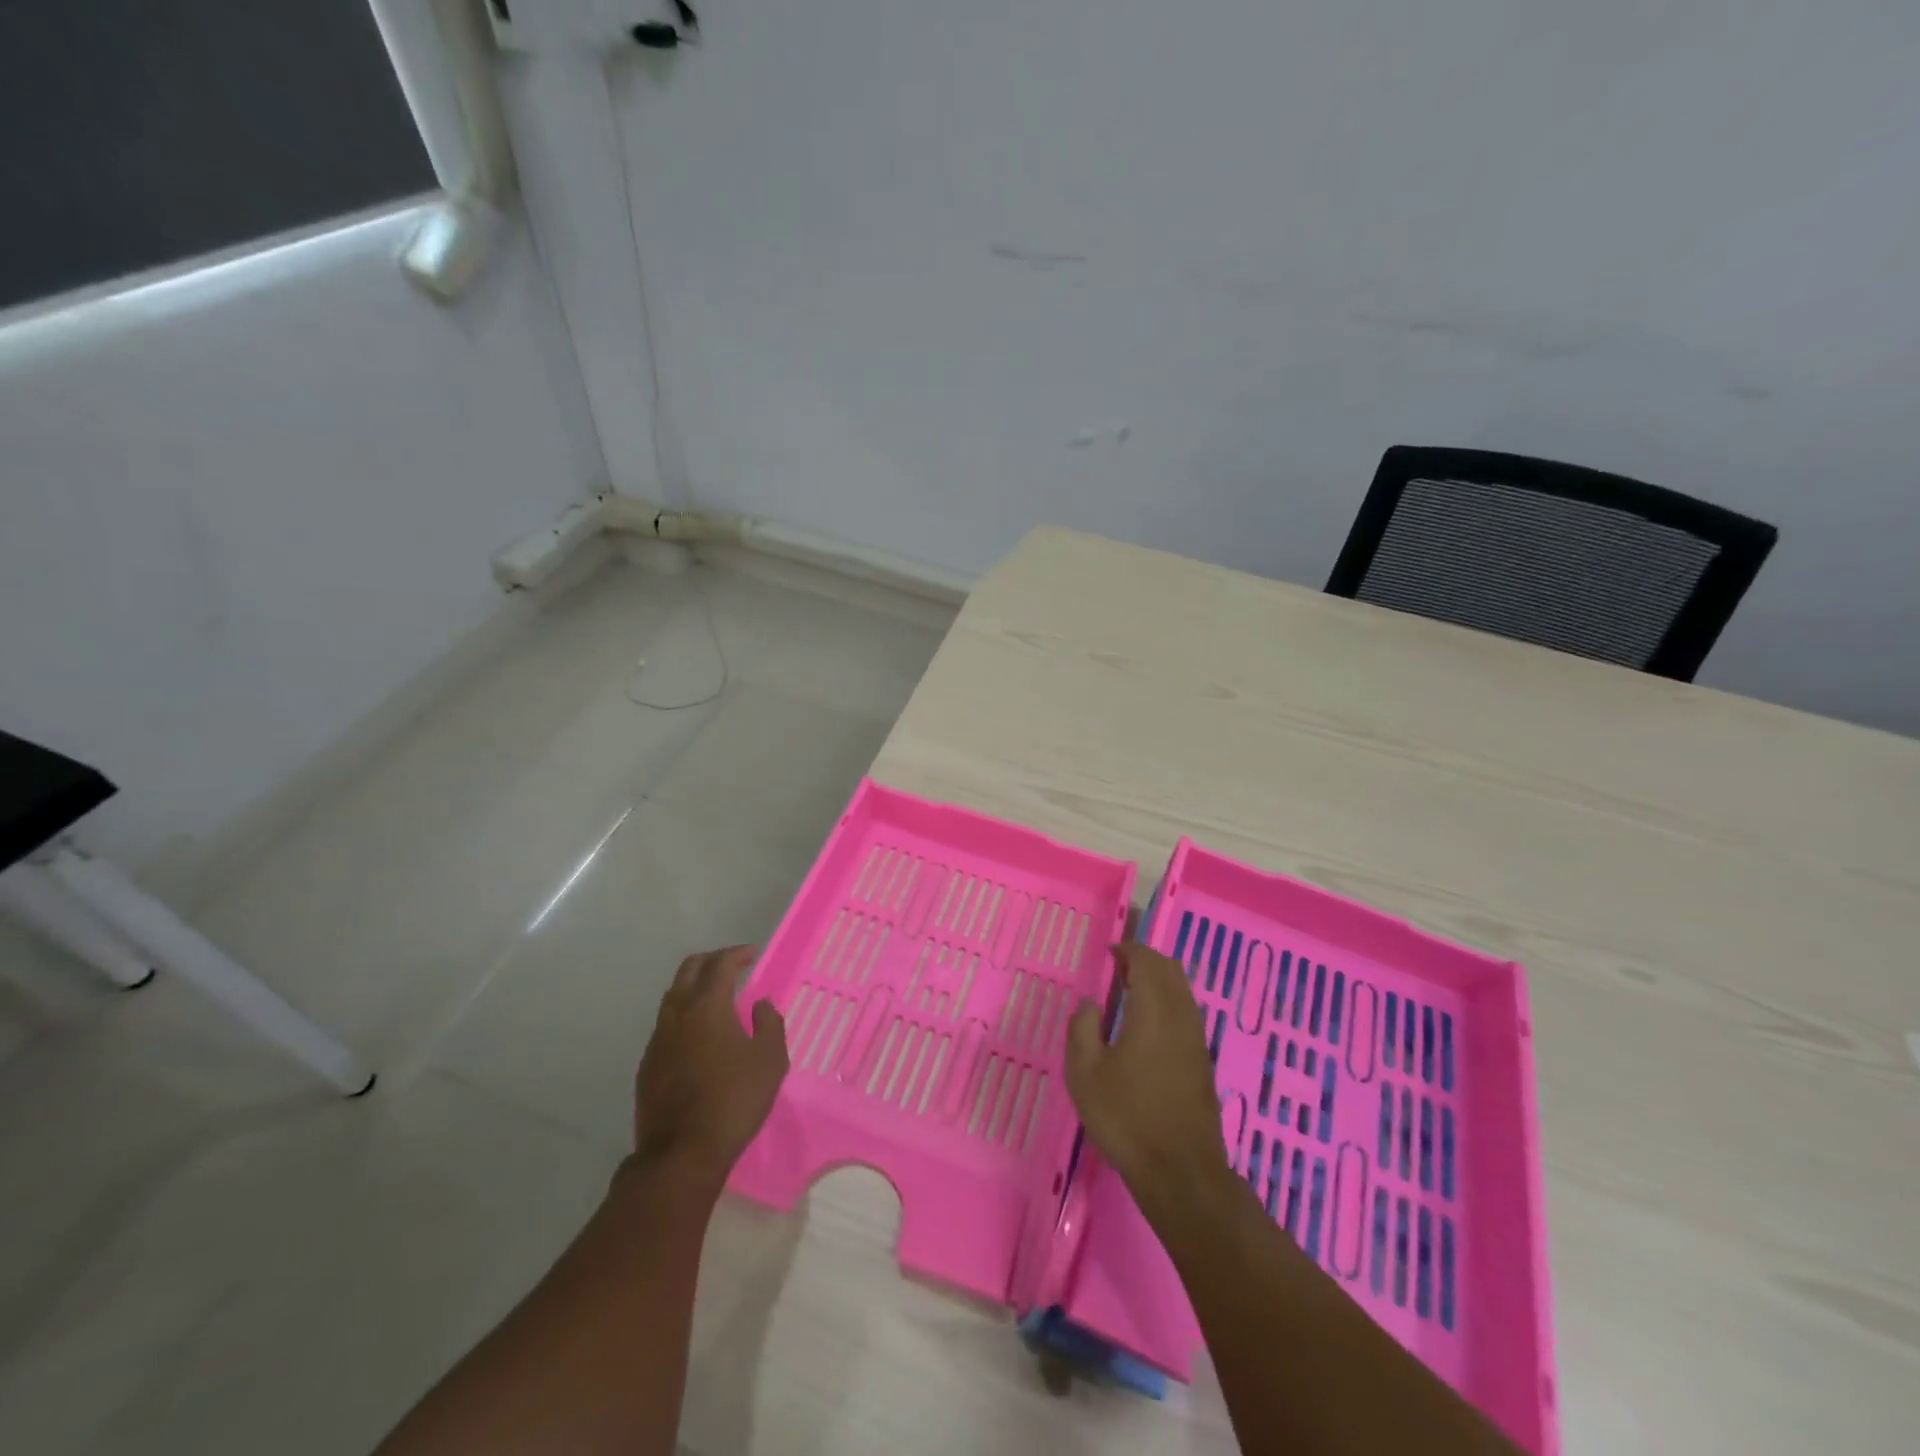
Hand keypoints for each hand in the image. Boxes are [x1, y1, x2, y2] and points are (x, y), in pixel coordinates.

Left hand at [632, 946, 787, 1184]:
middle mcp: (677, 1014)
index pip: (720, 964)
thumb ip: (769, 1024)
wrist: (681, 1153)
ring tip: (717, 999)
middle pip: (689, 970)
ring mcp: (657, 1040)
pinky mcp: (647, 1065)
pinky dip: (684, 1015)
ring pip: (673, 996)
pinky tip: (699, 1035)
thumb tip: (760, 1005)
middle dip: (712, 961)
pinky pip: (666, 1025)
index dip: (737, 954)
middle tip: (733, 967)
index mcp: (707, 1006)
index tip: (752, 954)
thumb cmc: (734, 1100)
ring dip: (695, 987)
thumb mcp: (770, 1060)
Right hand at [1066, 943, 1226, 1220]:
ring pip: (1183, 991)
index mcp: (1153, 1009)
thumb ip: (1083, 1028)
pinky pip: (1187, 1013)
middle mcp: (1181, 1015)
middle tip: (1119, 967)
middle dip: (1147, 960)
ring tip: (1132, 992)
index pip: (1147, 961)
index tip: (1110, 953)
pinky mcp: (1203, 1061)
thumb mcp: (1085, 1072)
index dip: (1129, 950)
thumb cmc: (1126, 1117)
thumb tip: (1091, 1003)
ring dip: (1160, 981)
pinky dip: (1169, 1003)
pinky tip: (1149, 1025)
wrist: (1180, 1172)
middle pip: (1171, 970)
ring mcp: (1197, 1039)